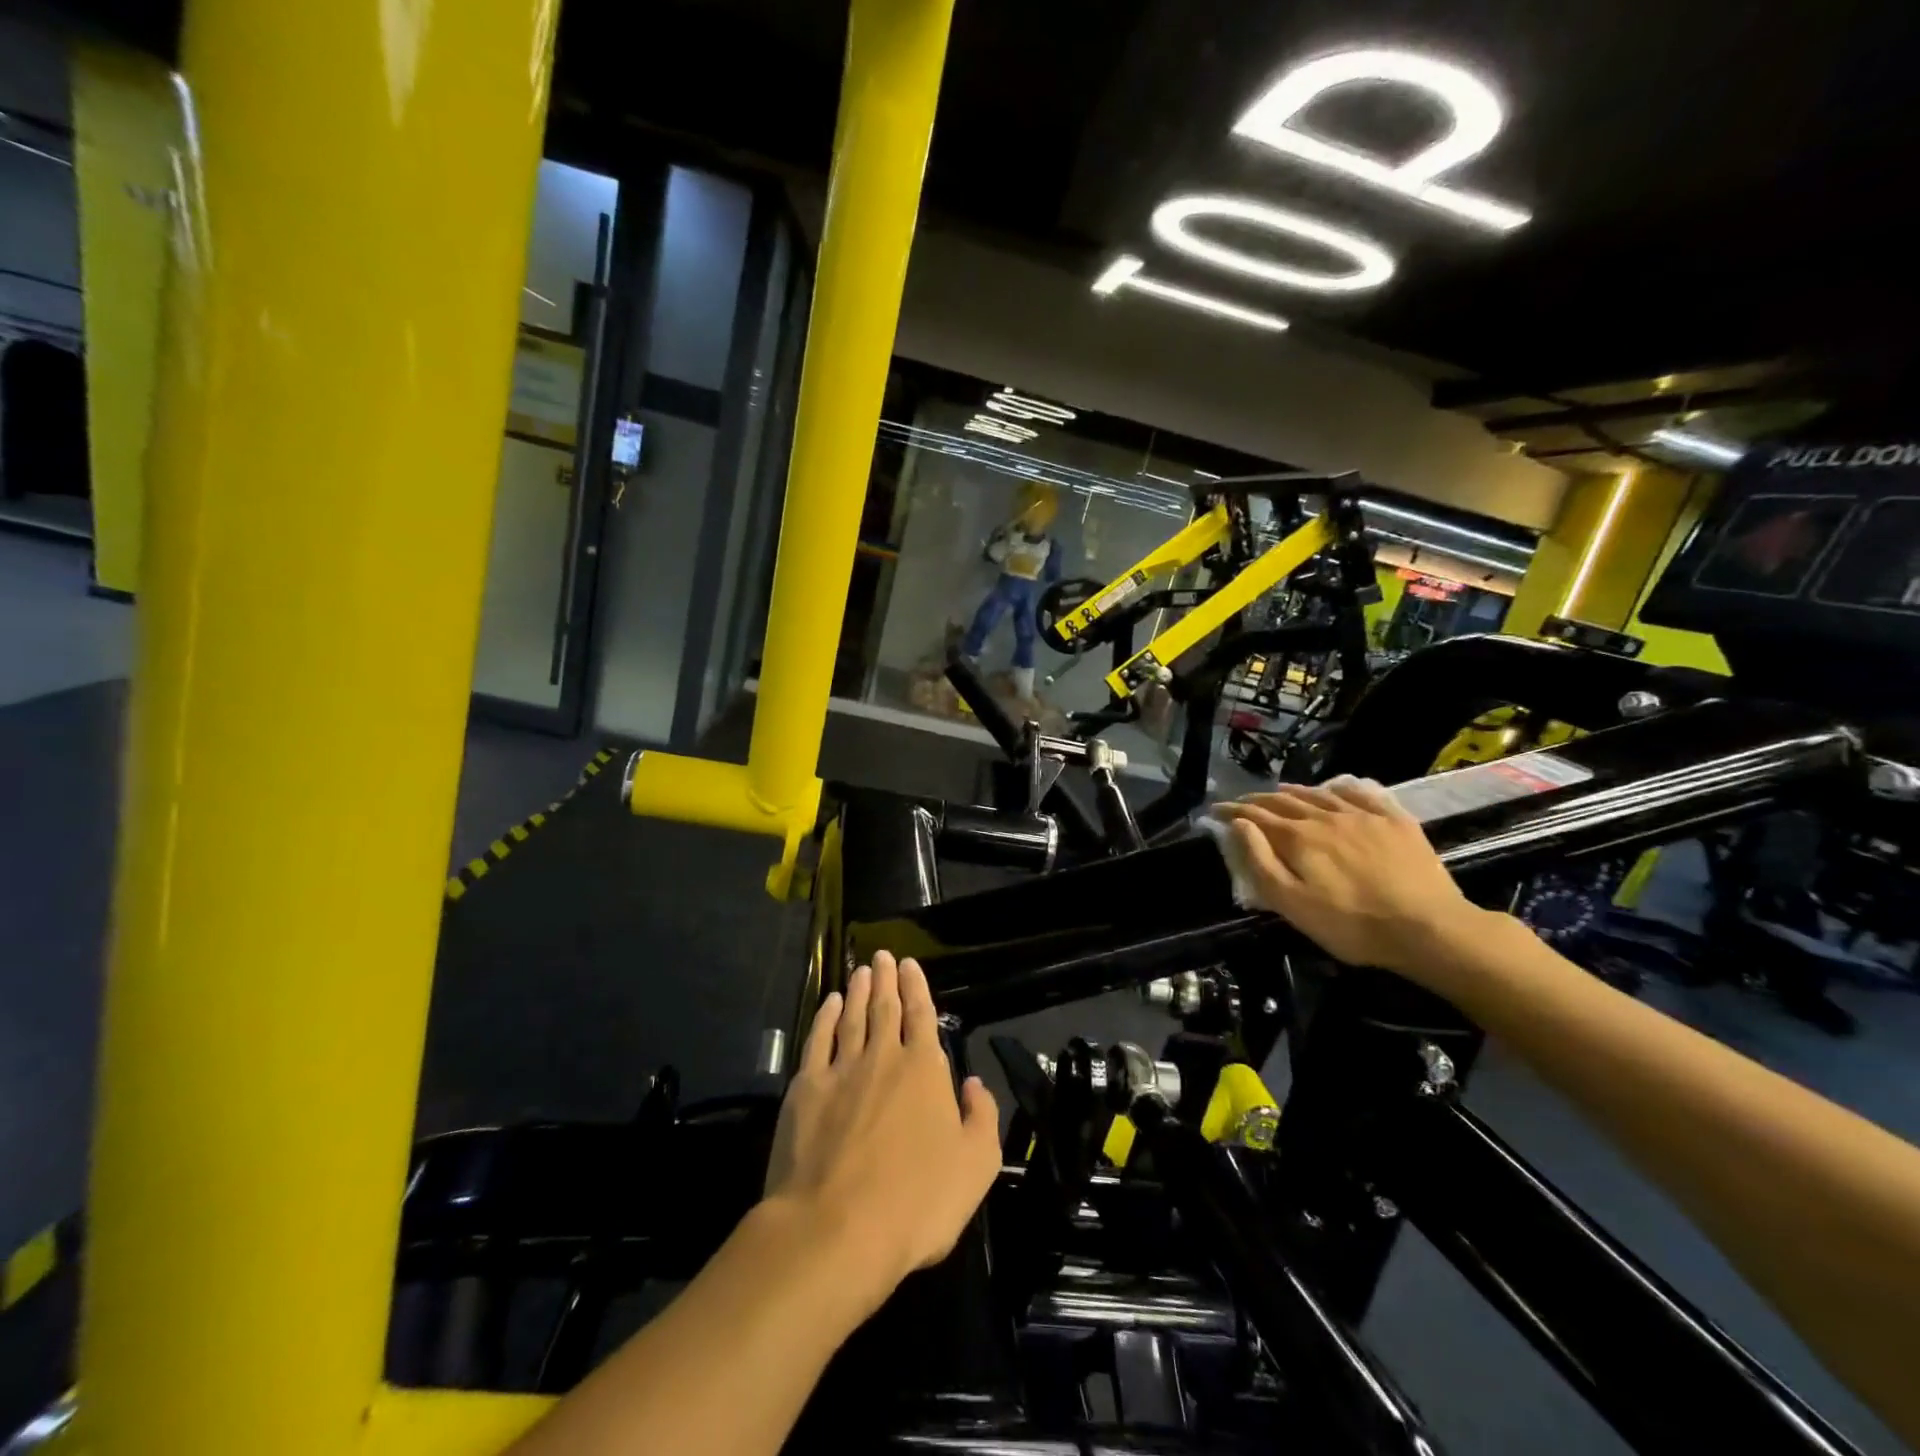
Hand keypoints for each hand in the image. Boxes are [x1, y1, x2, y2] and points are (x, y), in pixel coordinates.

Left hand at [764, 952, 1000, 1315]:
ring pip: (852, 1017)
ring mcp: (841, 1070)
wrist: (836, 1229)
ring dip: (858, 991)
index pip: (922, 1015)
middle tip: (883, 955)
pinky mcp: (805, 1089)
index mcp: (924, 1070)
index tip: (910, 964)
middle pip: (885, 1007)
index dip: (917, 988)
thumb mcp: (976, 1166)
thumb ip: (982, 1117)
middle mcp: (883, 1057)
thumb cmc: (916, 1202)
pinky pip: (818, 1040)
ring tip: (861, 970)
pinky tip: (829, 1004)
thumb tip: (974, 1083)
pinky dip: (825, 1017)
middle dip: (886, 978)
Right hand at [1213, 777, 1490, 984]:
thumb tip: (1239, 825)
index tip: (1216, 810)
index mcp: (1297, 838)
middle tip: (1243, 802)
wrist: (1429, 928)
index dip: (1233, 811)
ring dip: (1294, 792)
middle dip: (1259, 800)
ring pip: (1319, 794)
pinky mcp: (1395, 821)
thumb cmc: (1352, 925)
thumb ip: (1261, 861)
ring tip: (1280, 792)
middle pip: (1284, 801)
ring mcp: (1362, 815)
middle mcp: (1325, 817)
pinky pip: (1361, 793)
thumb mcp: (1293, 903)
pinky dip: (1340, 788)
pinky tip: (1335, 789)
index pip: (1256, 816)